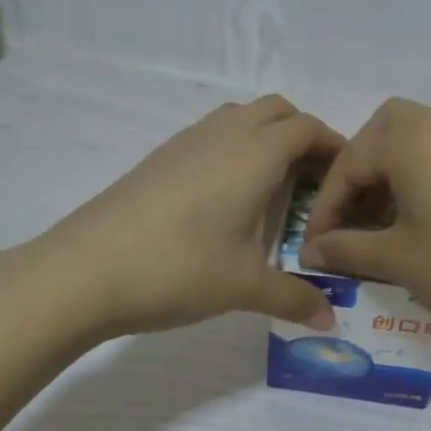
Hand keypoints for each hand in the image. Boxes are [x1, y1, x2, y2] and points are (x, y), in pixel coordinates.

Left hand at [35, 95, 342, 337]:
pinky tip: (225, 202)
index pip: (308, 128)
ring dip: (265, 141)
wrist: (83, 271)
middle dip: (303, 137)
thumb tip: (328, 320)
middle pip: (276, 111)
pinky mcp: (158, 159)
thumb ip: (294, 297)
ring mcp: (185, 142)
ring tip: (272, 192)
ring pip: (239, 119)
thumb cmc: (178, 269)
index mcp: (254, 154)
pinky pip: (210, 137)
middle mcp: (223, 135)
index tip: (347, 182)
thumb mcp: (245, 287)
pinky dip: (233, 152)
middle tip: (312, 186)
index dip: (335, 147)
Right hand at [297, 99, 430, 357]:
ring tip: (379, 225)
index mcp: (414, 141)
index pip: (351, 161)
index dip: (327, 206)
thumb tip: (311, 250)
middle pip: (387, 130)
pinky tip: (419, 223)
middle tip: (349, 215)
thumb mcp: (397, 260)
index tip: (315, 246)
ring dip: (391, 174)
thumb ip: (346, 248)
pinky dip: (422, 178)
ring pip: (419, 141)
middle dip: (359, 169)